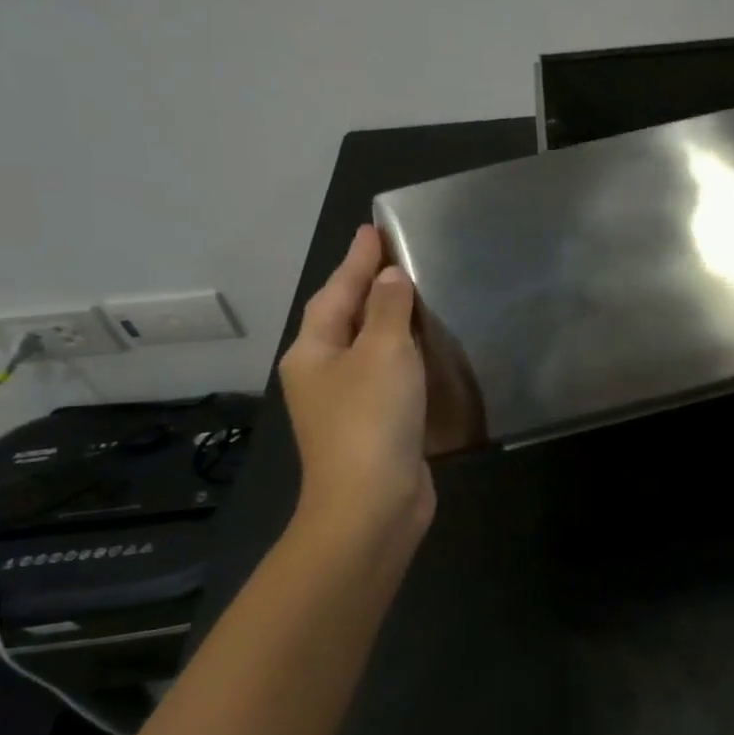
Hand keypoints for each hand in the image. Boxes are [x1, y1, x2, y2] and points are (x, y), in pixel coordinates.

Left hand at [278, 225, 434, 558]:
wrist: (371, 504)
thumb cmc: (371, 419)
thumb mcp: (383, 352)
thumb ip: (388, 310)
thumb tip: (390, 279)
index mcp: (313, 351)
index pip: (335, 291)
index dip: (357, 260)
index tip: (373, 229)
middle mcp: (321, 373)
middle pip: (344, 318)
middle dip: (366, 286)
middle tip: (392, 256)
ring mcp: (345, 403)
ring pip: (365, 348)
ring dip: (385, 320)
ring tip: (410, 294)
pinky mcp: (373, 426)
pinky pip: (385, 375)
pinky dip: (401, 355)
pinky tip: (421, 350)